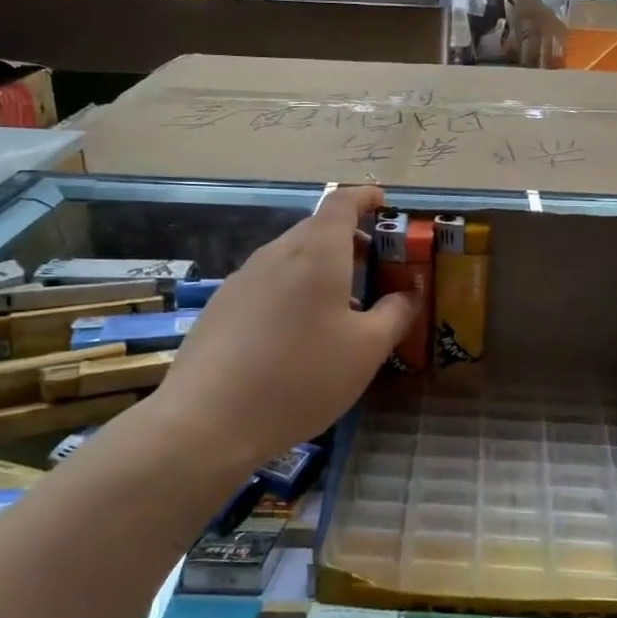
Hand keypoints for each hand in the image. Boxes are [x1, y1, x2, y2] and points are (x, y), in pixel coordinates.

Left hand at [154, 186, 415, 464]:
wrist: (207, 419)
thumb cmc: (301, 377)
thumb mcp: (366, 351)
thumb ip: (395, 314)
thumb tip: (408, 292)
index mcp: (317, 253)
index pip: (341, 203)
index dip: (365, 197)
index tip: (383, 203)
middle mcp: (277, 254)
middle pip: (315, 229)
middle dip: (348, 237)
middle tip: (373, 263)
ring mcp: (243, 278)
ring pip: (290, 257)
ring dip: (320, 266)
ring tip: (340, 304)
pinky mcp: (221, 306)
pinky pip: (267, 282)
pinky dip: (293, 288)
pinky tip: (297, 333)